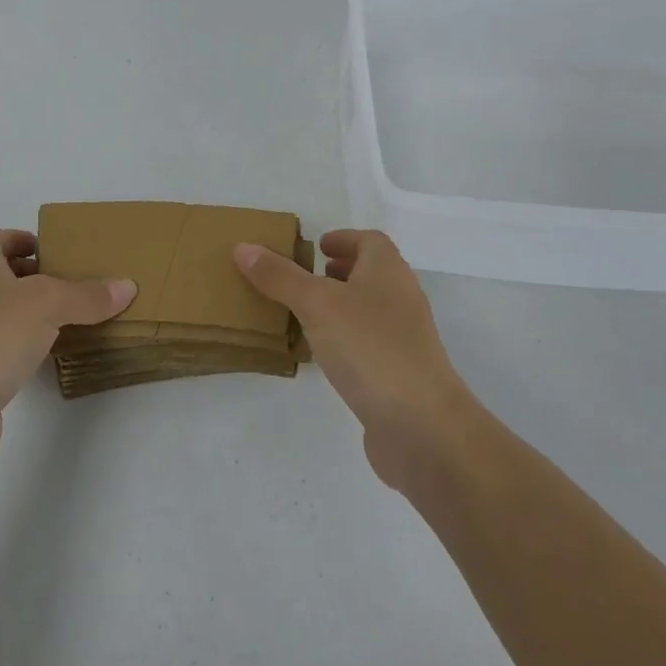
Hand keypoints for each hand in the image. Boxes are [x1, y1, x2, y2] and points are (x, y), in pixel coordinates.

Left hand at [0, 230, 135, 465]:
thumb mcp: (47, 303)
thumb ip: (87, 295)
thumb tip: (126, 286)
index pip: (1, 238)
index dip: (30, 241)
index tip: (64, 253)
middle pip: (4, 275)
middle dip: (39, 278)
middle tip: (80, 285)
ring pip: (4, 314)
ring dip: (34, 316)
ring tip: (76, 319)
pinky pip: (2, 348)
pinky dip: (25, 348)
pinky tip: (52, 356)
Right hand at [235, 229, 476, 488]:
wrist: (421, 426)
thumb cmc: (370, 348)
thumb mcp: (316, 304)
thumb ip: (280, 277)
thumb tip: (244, 248)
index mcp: (388, 272)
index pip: (370, 241)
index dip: (343, 239)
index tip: (315, 247)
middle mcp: (401, 299)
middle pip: (371, 274)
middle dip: (339, 271)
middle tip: (302, 277)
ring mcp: (404, 339)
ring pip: (368, 310)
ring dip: (339, 306)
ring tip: (302, 313)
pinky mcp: (399, 374)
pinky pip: (367, 344)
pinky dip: (344, 339)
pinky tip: (320, 355)